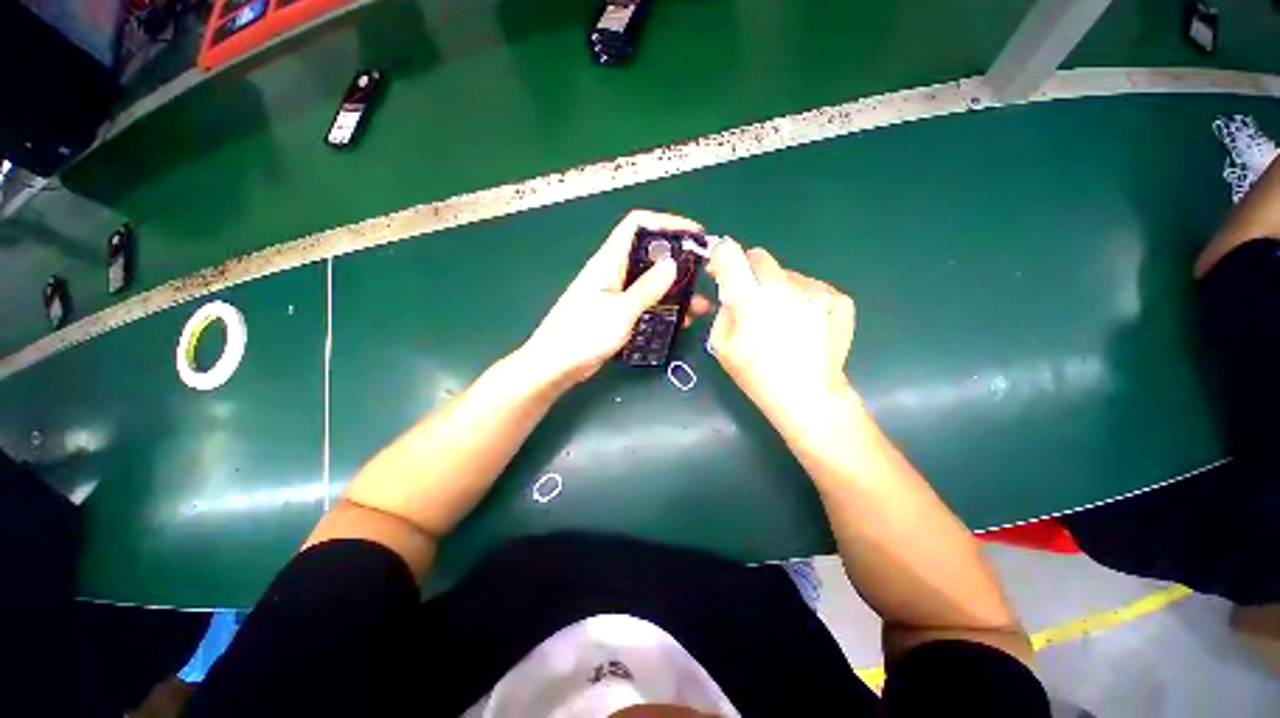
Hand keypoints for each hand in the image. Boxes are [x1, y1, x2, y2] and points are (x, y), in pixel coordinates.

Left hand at [521, 210, 709, 385]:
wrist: (555, 365)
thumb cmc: (583, 335)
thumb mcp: (621, 311)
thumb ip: (647, 288)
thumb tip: (672, 263)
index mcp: (608, 262)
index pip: (637, 225)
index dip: (667, 223)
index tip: (695, 235)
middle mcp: (612, 272)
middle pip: (648, 254)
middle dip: (677, 261)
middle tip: (702, 274)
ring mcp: (614, 293)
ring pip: (649, 282)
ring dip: (674, 290)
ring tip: (699, 305)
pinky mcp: (616, 313)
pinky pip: (644, 303)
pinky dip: (662, 308)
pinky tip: (680, 321)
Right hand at [706, 239, 856, 427]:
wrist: (809, 396)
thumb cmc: (757, 375)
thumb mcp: (721, 346)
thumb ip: (723, 311)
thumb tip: (732, 292)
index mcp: (751, 299)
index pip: (730, 253)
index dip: (721, 256)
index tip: (721, 269)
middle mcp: (784, 286)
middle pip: (761, 257)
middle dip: (750, 272)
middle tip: (752, 300)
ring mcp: (816, 291)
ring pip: (788, 276)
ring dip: (780, 290)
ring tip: (784, 322)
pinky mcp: (839, 299)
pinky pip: (812, 288)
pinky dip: (804, 300)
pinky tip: (806, 326)